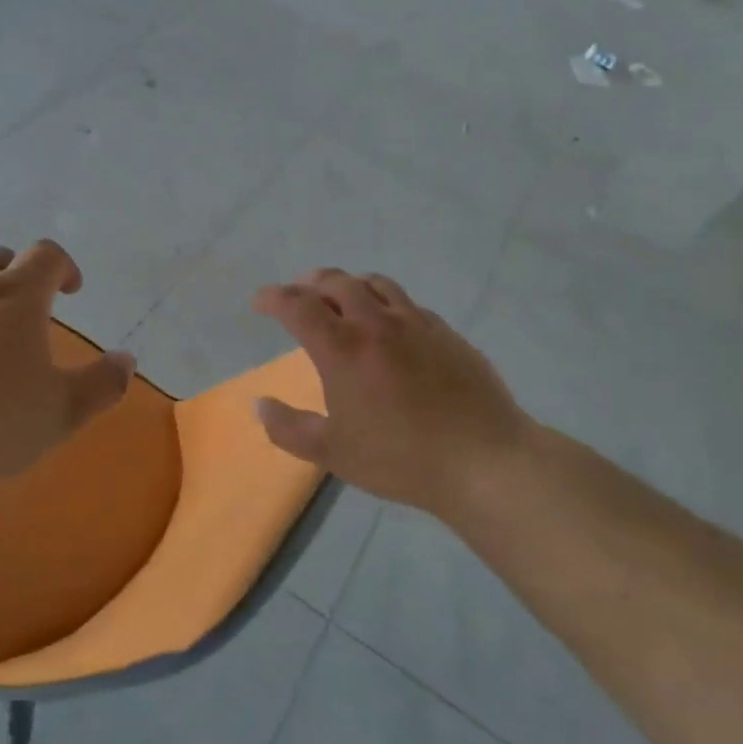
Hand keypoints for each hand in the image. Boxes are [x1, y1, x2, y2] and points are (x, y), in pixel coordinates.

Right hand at [251, 269, 534, 519]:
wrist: (483, 460)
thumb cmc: (400, 459)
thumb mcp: (333, 452)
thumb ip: (289, 428)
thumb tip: (259, 405)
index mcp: (343, 349)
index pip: (298, 306)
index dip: (274, 298)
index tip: (260, 301)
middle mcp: (377, 323)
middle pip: (336, 283)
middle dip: (310, 283)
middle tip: (298, 293)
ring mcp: (416, 323)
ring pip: (376, 284)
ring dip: (349, 284)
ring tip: (341, 295)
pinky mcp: (446, 332)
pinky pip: (407, 303)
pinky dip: (385, 301)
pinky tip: (389, 322)